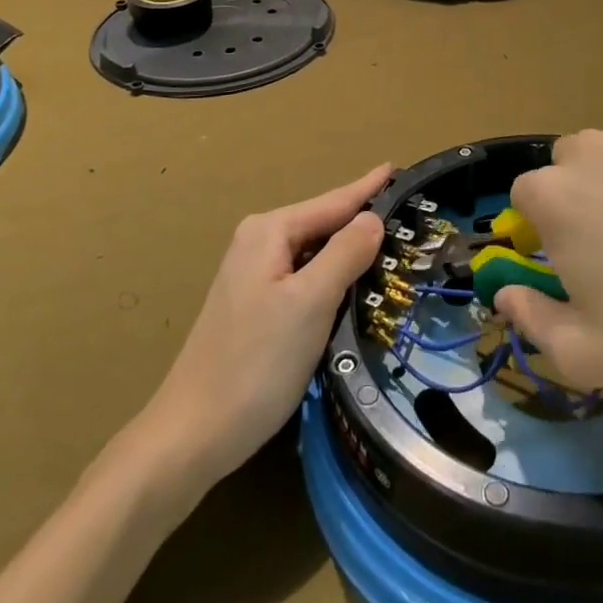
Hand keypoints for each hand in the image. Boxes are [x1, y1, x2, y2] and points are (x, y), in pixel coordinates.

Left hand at [139, 165, 388, 482]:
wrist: (192, 435)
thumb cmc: (256, 363)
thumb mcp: (310, 303)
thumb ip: (345, 253)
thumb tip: (373, 218)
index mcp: (269, 231)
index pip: (333, 202)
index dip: (368, 188)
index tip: (399, 168)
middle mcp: (258, 243)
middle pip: (324, 224)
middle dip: (362, 220)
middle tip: (409, 214)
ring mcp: (254, 276)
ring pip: (315, 253)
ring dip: (350, 251)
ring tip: (393, 243)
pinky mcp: (256, 306)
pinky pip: (305, 277)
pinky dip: (333, 276)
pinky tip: (354, 285)